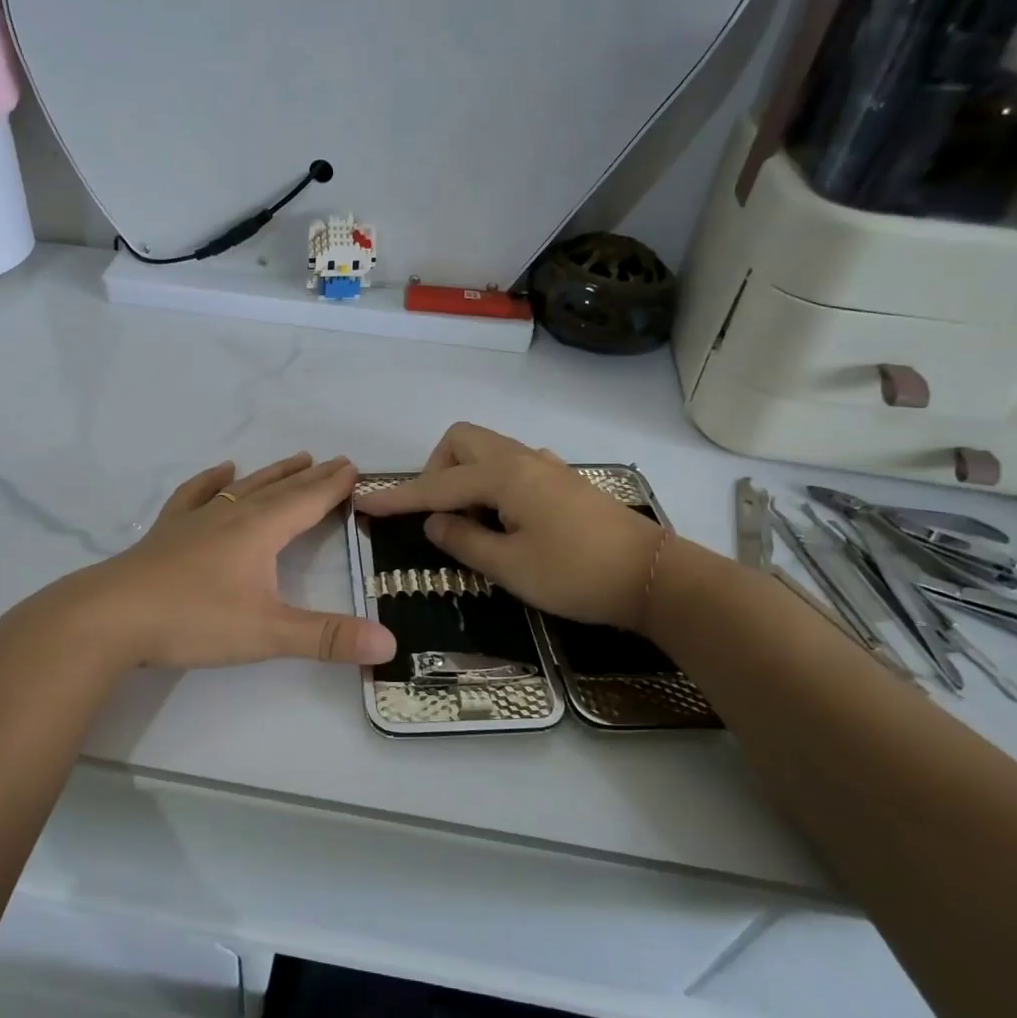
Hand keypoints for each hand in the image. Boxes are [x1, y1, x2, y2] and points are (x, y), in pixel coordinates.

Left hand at [54, 453, 396, 670]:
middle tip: (336, 461)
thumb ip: (327, 638)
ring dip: (273, 473)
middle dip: (311, 477)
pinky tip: (221, 470)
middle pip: (280, 489)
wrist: (111, 615)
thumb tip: (390, 643)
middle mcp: (232, 515)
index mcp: (260, 530)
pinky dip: (211, 480)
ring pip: (244, 487)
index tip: (356, 468)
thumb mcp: (268, 634)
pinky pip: (196, 495)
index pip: (307, 501)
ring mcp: (196, 519)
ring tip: (295, 458)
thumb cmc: (194, 619)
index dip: (334, 486)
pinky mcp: (168, 532)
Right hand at [353, 423, 665, 630]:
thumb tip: (434, 522)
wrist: (654, 577)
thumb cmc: (577, 575)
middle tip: (440, 515)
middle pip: (461, 441)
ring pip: (487, 451)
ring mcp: (546, 466)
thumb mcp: (510, 567)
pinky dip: (491, 484)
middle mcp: (522, 459)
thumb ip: (464, 540)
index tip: (362, 503)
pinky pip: (511, 466)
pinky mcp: (562, 480)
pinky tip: (506, 520)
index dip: (397, 498)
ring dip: (464, 476)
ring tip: (471, 523)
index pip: (436, 485)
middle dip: (437, 471)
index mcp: (504, 476)